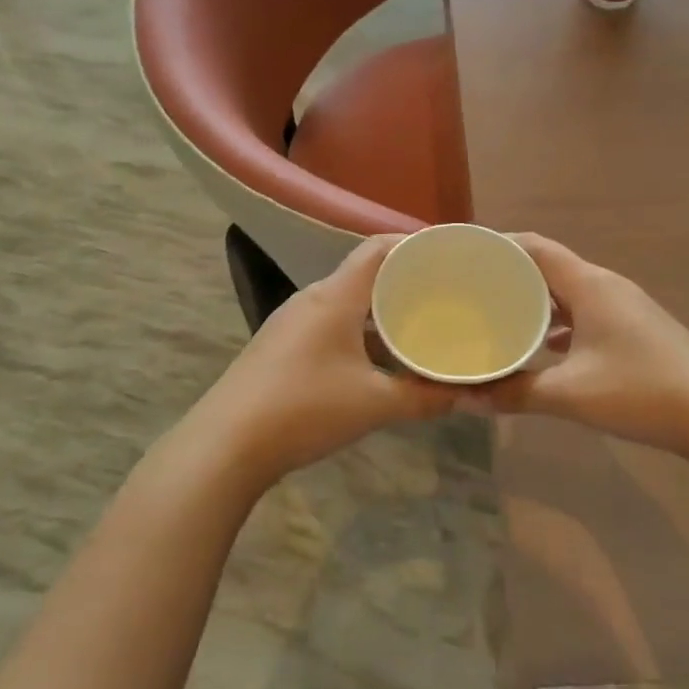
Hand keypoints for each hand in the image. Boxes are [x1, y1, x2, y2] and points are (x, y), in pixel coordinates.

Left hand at [182, 236, 454, 487]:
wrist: (226, 444)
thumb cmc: (305, 410)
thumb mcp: (374, 405)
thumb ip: (424, 398)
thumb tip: (462, 395)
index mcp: (335, 297)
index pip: (378, 249)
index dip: (413, 244)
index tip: (448, 256)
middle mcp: (312, 300)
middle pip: (364, 276)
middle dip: (404, 284)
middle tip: (444, 298)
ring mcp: (292, 323)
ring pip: (347, 306)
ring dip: (381, 315)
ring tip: (418, 329)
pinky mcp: (281, 347)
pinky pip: (331, 327)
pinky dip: (360, 335)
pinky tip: (378, 362)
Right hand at [485, 235, 688, 458]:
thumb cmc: (642, 391)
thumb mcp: (571, 394)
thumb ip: (515, 393)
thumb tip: (465, 398)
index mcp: (590, 285)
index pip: (535, 247)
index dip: (498, 245)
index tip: (463, 256)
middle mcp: (606, 287)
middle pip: (549, 267)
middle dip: (509, 275)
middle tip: (469, 290)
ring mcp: (623, 309)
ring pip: (567, 294)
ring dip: (534, 302)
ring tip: (496, 316)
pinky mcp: (633, 332)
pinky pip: (584, 316)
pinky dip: (557, 325)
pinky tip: (540, 349)